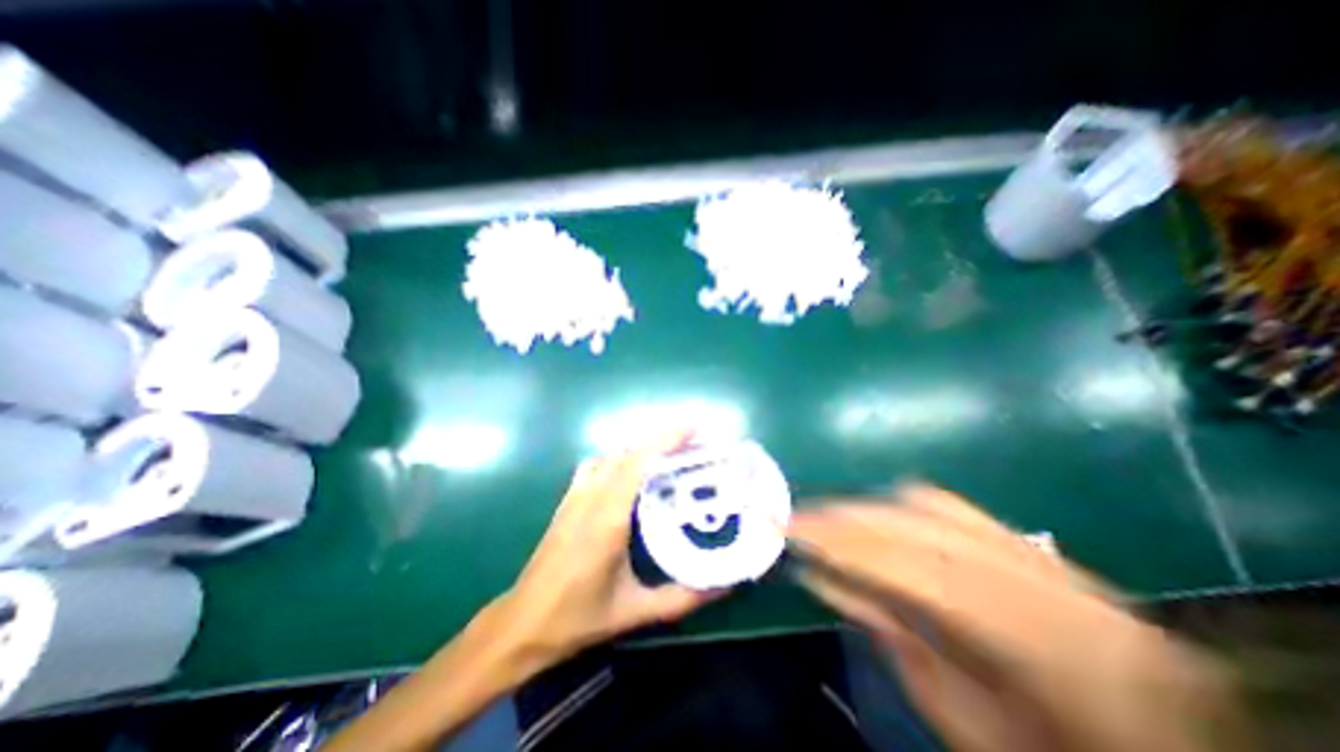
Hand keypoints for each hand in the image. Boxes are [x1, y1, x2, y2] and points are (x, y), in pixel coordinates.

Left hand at [495, 433, 722, 671]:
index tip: (692, 429)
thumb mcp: (634, 612)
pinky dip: (618, 459)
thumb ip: (681, 599)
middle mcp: (590, 498)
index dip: (665, 442)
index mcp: (607, 519)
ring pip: (610, 456)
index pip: (638, 465)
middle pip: (627, 453)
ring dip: (639, 449)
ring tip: (666, 456)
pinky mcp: (567, 501)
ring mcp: (575, 496)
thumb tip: (725, 586)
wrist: (522, 623)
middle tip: (691, 443)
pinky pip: (595, 466)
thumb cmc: (578, 618)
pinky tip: (630, 473)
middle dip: (660, 441)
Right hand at [787, 486, 1239, 751]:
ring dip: (869, 506)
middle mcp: (1034, 573)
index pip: (906, 565)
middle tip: (796, 516)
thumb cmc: (1053, 750)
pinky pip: (950, 506)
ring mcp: (1037, 550)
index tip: (786, 525)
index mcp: (1031, 635)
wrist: (1171, 749)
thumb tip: (823, 577)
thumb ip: (890, 635)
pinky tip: (878, 518)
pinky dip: (901, 505)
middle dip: (844, 514)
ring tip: (829, 518)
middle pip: (914, 520)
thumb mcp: (963, 718)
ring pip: (929, 502)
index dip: (839, 541)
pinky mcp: (1031, 543)